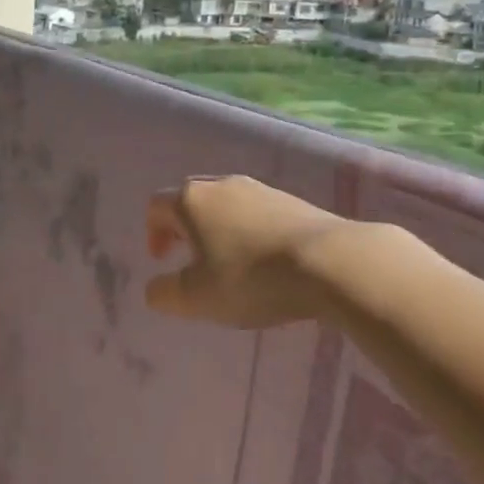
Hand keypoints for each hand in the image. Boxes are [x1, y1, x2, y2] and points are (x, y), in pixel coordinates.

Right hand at [145, 176, 344, 328]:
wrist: (330, 263)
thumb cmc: (250, 279)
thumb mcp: (196, 298)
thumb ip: (164, 294)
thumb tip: (155, 288)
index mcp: (191, 201)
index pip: (156, 206)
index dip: (153, 233)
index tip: (164, 261)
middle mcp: (223, 185)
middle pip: (191, 200)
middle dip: (185, 228)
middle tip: (193, 259)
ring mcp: (261, 189)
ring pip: (227, 204)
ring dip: (220, 229)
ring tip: (231, 263)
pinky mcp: (293, 200)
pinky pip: (258, 212)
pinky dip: (251, 232)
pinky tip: (266, 261)